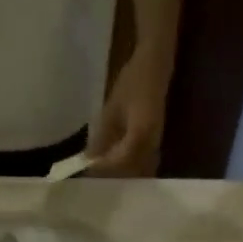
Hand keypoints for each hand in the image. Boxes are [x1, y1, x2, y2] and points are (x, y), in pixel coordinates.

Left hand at [87, 46, 170, 177]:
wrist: (156, 66)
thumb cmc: (133, 81)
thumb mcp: (112, 108)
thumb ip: (102, 137)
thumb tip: (89, 158)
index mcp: (141, 134)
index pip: (120, 161)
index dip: (103, 167)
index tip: (86, 167)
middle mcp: (152, 144)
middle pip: (131, 171)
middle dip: (111, 175)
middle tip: (92, 173)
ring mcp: (156, 144)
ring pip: (138, 169)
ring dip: (120, 172)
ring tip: (101, 169)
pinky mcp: (156, 142)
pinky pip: (143, 162)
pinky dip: (129, 166)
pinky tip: (115, 161)